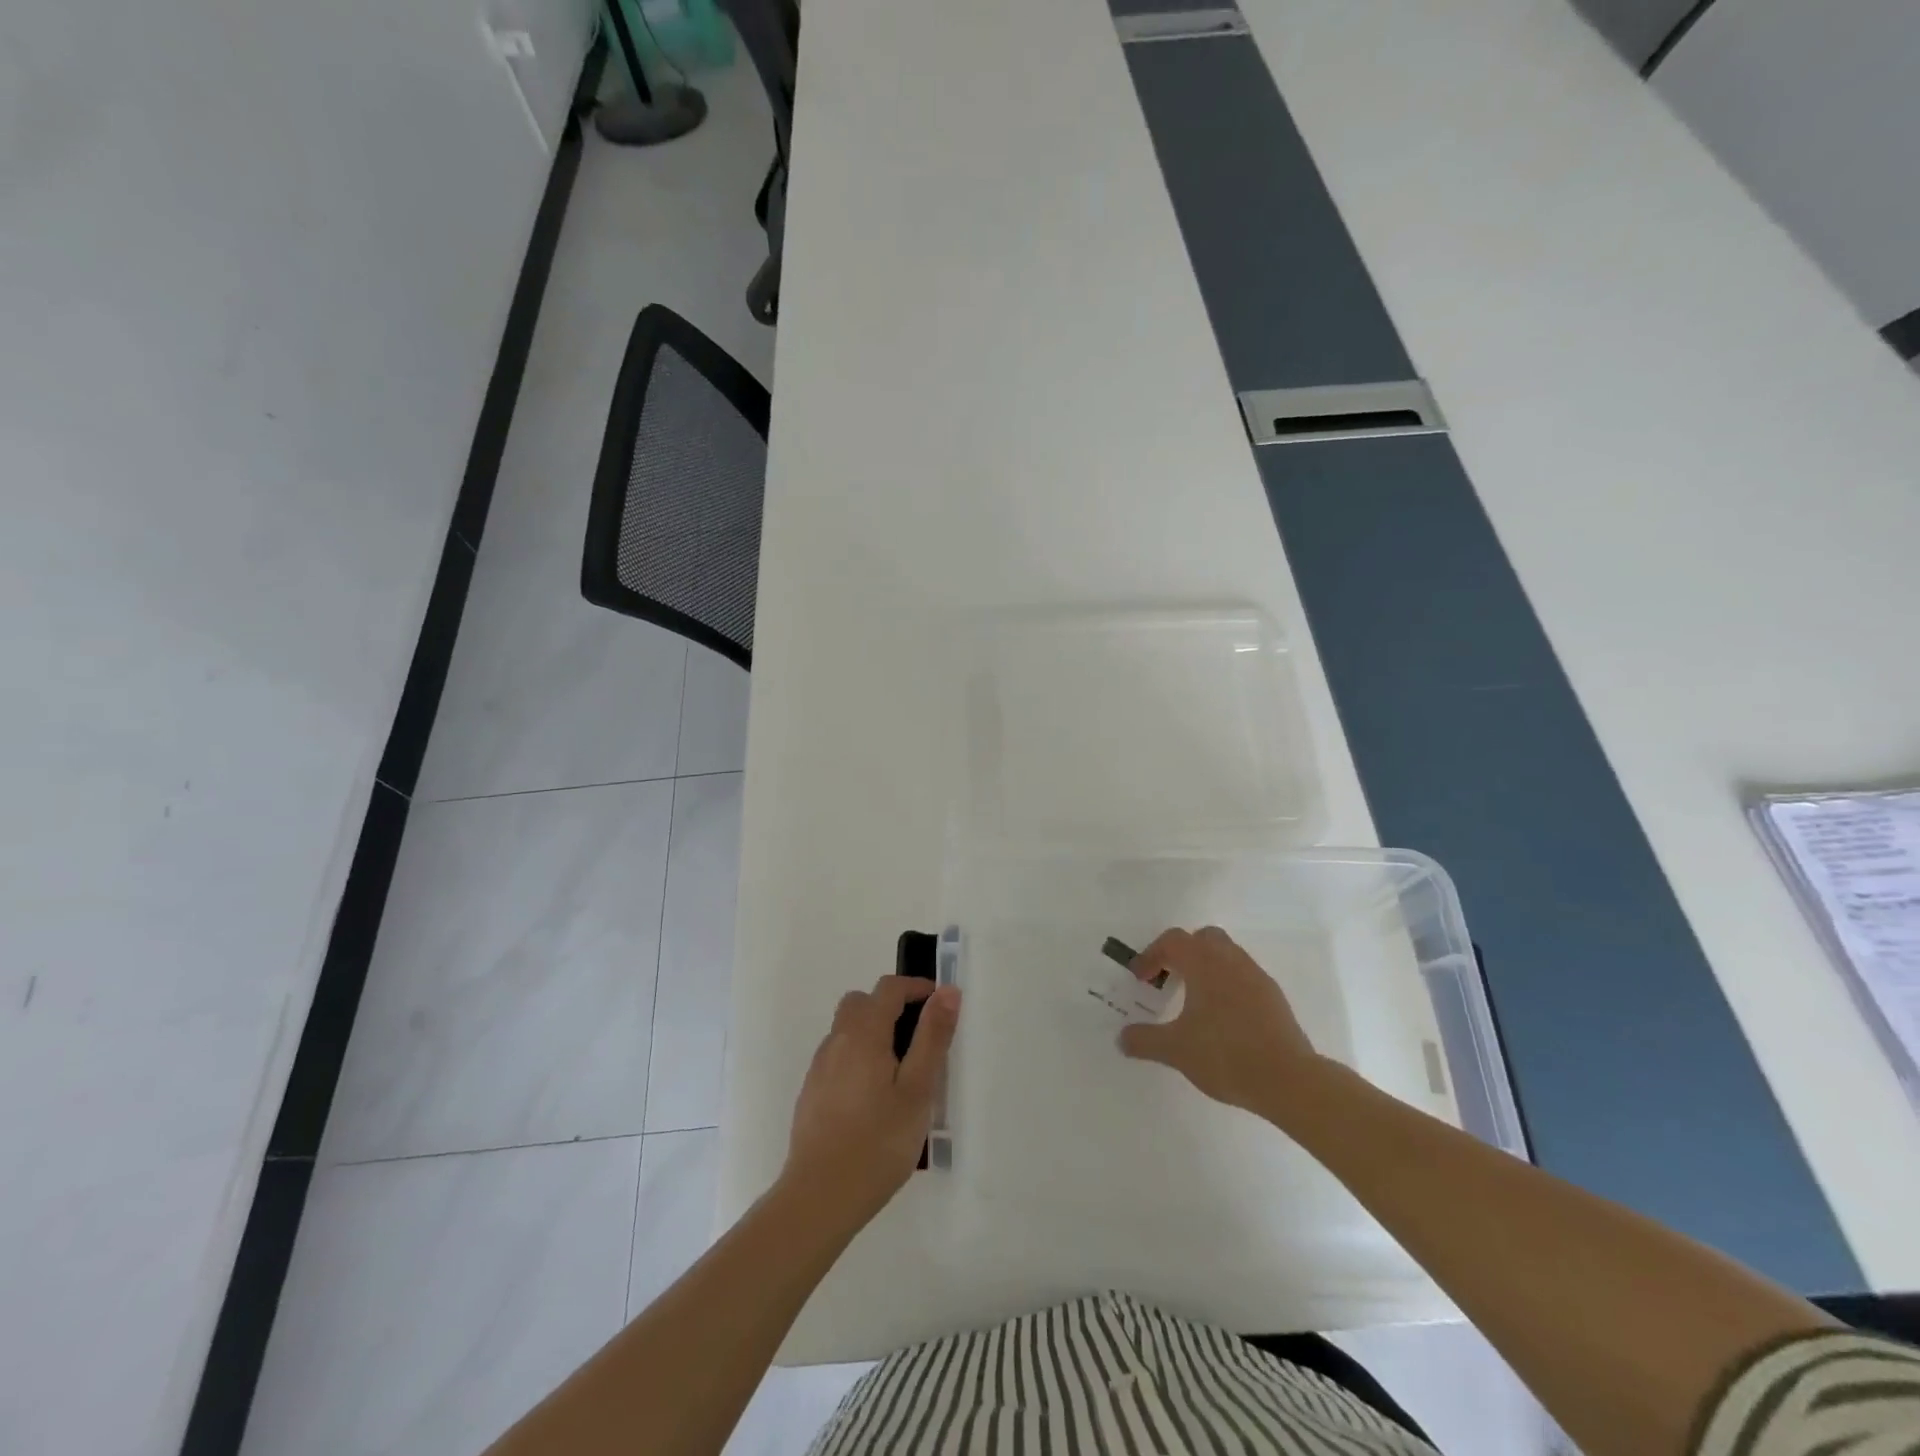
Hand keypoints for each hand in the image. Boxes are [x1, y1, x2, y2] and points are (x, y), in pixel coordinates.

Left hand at [782, 975, 960, 1225]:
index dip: (916, 987)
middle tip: (919, 1036)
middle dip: (891, 1006)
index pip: (888, 989)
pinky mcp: (811, 1093)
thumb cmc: (877, 1143)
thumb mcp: (917, 1090)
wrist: (819, 1198)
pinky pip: (838, 1056)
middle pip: (862, 1003)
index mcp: (863, 1033)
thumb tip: (946, 992)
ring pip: (847, 1029)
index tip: (939, 1003)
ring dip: (873, 1031)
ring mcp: (819, 1067)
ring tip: (901, 1070)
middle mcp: (836, 1041)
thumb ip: (932, 1038)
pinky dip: (859, 1056)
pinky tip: (873, 1097)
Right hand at [1117, 926, 1325, 1118]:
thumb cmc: (1225, 1054)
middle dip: (1183, 953)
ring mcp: (1256, 977)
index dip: (1151, 955)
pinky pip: (1244, 977)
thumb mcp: (1176, 1050)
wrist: (1288, 1079)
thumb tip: (1122, 1038)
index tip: (1141, 979)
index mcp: (1204, 963)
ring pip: (1227, 955)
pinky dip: (1227, 986)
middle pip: (1203, 938)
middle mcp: (1231, 960)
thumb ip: (1145, 1040)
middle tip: (1169, 979)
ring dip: (1206, 968)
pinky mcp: (1274, 998)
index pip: (1173, 941)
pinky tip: (1222, 1019)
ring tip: (1194, 1001)